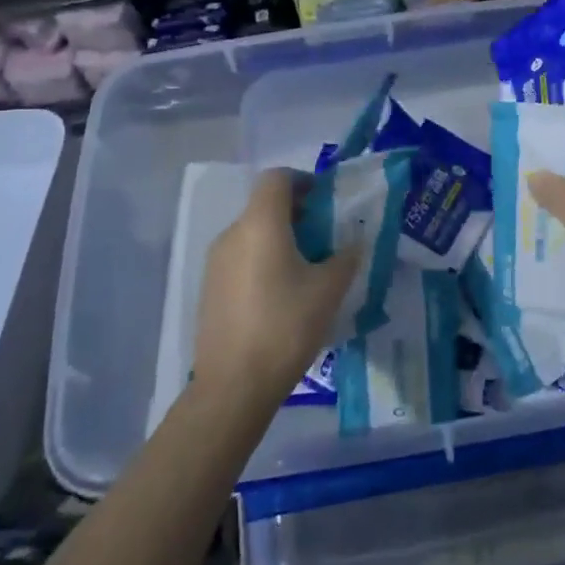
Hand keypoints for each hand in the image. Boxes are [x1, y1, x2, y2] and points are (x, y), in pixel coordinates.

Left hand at [194, 170, 361, 409]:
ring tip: (307, 269)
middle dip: (297, 213)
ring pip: (252, 232)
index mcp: (261, 223)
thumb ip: (346, 258)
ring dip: (280, 238)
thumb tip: (355, 242)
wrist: (232, 386)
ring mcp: (215, 262)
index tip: (326, 201)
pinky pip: (241, 258)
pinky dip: (263, 260)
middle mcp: (233, 233)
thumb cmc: (285, 327)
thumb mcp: (328, 290)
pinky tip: (281, 294)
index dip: (303, 181)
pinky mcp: (209, 288)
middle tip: (325, 237)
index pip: (277, 178)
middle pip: (265, 205)